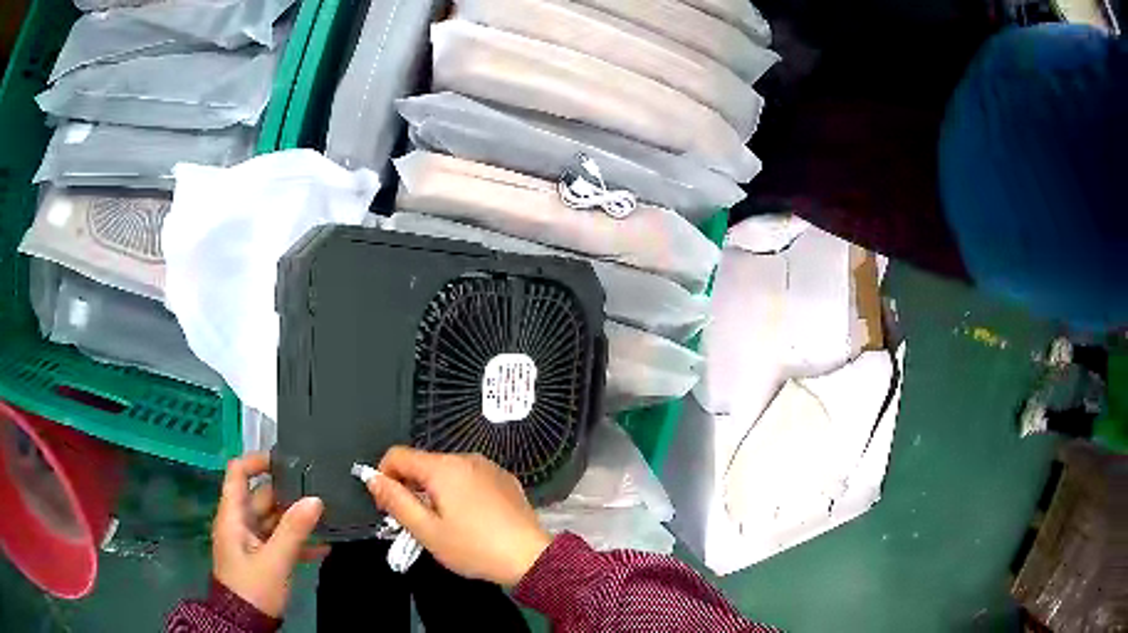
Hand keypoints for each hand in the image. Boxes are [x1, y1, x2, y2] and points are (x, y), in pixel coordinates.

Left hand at [212, 453, 325, 617]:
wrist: (245, 623)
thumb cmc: (253, 587)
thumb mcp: (275, 560)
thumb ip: (294, 530)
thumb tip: (315, 499)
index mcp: (233, 516)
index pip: (238, 473)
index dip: (257, 461)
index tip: (286, 460)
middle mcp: (240, 523)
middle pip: (261, 496)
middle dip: (287, 492)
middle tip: (318, 490)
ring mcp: (251, 541)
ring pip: (273, 519)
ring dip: (296, 519)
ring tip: (326, 516)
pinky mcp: (261, 557)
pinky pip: (279, 540)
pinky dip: (297, 540)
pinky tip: (322, 545)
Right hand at [366, 447, 551, 586]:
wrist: (531, 557)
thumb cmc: (474, 547)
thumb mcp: (427, 530)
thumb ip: (395, 501)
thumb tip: (372, 478)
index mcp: (443, 467)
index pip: (397, 455)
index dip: (384, 477)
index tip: (388, 507)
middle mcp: (466, 458)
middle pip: (423, 464)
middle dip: (410, 488)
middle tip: (415, 523)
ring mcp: (489, 467)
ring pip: (447, 472)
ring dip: (434, 492)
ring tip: (443, 525)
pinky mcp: (505, 479)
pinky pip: (470, 478)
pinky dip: (459, 492)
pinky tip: (470, 520)